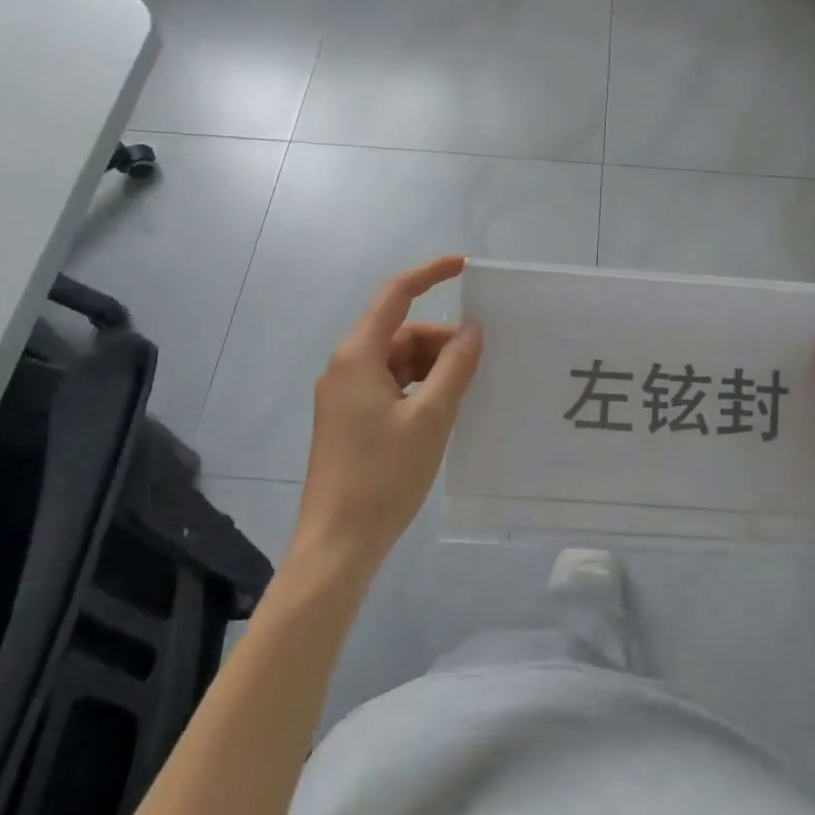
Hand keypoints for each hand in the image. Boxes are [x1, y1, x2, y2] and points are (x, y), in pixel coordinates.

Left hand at [291, 256, 483, 577]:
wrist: (335, 547)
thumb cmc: (383, 476)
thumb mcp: (431, 417)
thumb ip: (455, 367)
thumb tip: (472, 330)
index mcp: (358, 356)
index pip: (396, 295)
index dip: (430, 274)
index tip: (465, 267)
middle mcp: (346, 367)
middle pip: (400, 332)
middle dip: (440, 339)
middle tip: (479, 362)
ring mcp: (344, 395)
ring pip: (397, 360)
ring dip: (432, 366)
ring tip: (466, 388)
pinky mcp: (348, 420)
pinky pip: (390, 385)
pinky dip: (418, 387)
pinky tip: (443, 408)